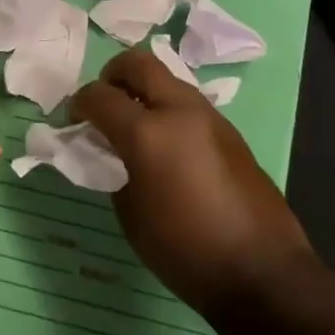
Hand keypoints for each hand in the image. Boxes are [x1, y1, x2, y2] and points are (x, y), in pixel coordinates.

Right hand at [73, 48, 313, 317]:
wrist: (261, 271)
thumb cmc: (185, 251)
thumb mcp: (131, 215)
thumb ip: (114, 170)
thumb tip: (111, 151)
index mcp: (148, 133)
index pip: (100, 96)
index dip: (79, 104)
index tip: (73, 121)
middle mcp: (179, 111)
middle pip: (137, 63)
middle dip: (112, 75)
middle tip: (103, 103)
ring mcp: (209, 116)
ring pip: (167, 78)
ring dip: (143, 90)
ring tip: (134, 125)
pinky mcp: (229, 130)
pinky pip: (187, 103)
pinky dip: (167, 108)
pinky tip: (165, 144)